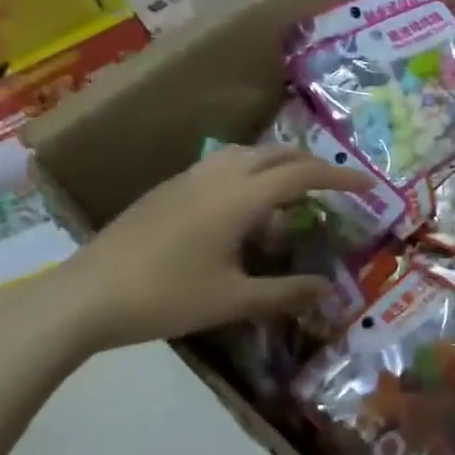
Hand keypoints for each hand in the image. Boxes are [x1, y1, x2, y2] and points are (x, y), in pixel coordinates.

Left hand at [54, 145, 372, 350]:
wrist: (85, 296)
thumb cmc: (165, 297)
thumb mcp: (234, 300)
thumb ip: (287, 293)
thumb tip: (329, 290)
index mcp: (238, 197)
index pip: (302, 174)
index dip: (340, 178)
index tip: (370, 186)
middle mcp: (216, 176)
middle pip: (276, 154)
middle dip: (311, 166)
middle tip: (334, 190)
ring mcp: (187, 179)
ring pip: (246, 155)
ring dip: (277, 168)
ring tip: (289, 202)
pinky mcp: (167, 190)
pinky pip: (222, 168)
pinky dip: (248, 178)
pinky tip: (242, 216)